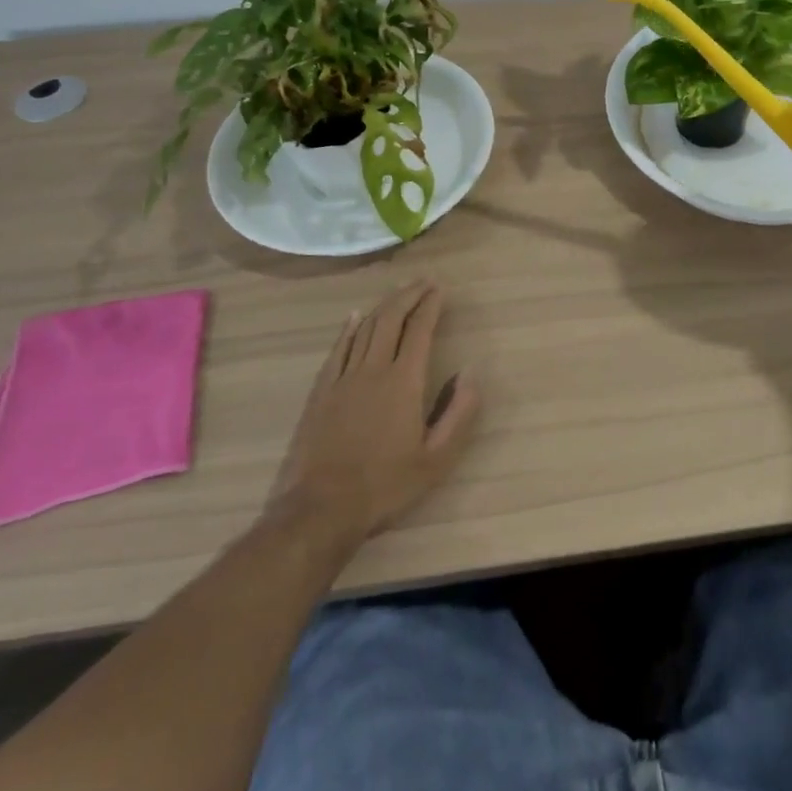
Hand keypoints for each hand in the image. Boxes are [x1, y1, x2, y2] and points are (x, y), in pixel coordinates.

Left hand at [268, 281, 479, 546]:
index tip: (440, 289)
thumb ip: (459, 413)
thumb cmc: (385, 485)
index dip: (431, 306)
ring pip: (364, 329)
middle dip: (408, 295)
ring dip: (383, 306)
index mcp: (404, 382)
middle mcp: (373, 369)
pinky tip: (353, 317)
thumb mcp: (436, 459)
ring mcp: (343, 378)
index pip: (420, 330)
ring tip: (397, 292)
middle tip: (423, 281)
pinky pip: (337, 349)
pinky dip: (348, 328)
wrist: (320, 509)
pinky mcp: (321, 392)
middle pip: (391, 319)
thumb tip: (470, 371)